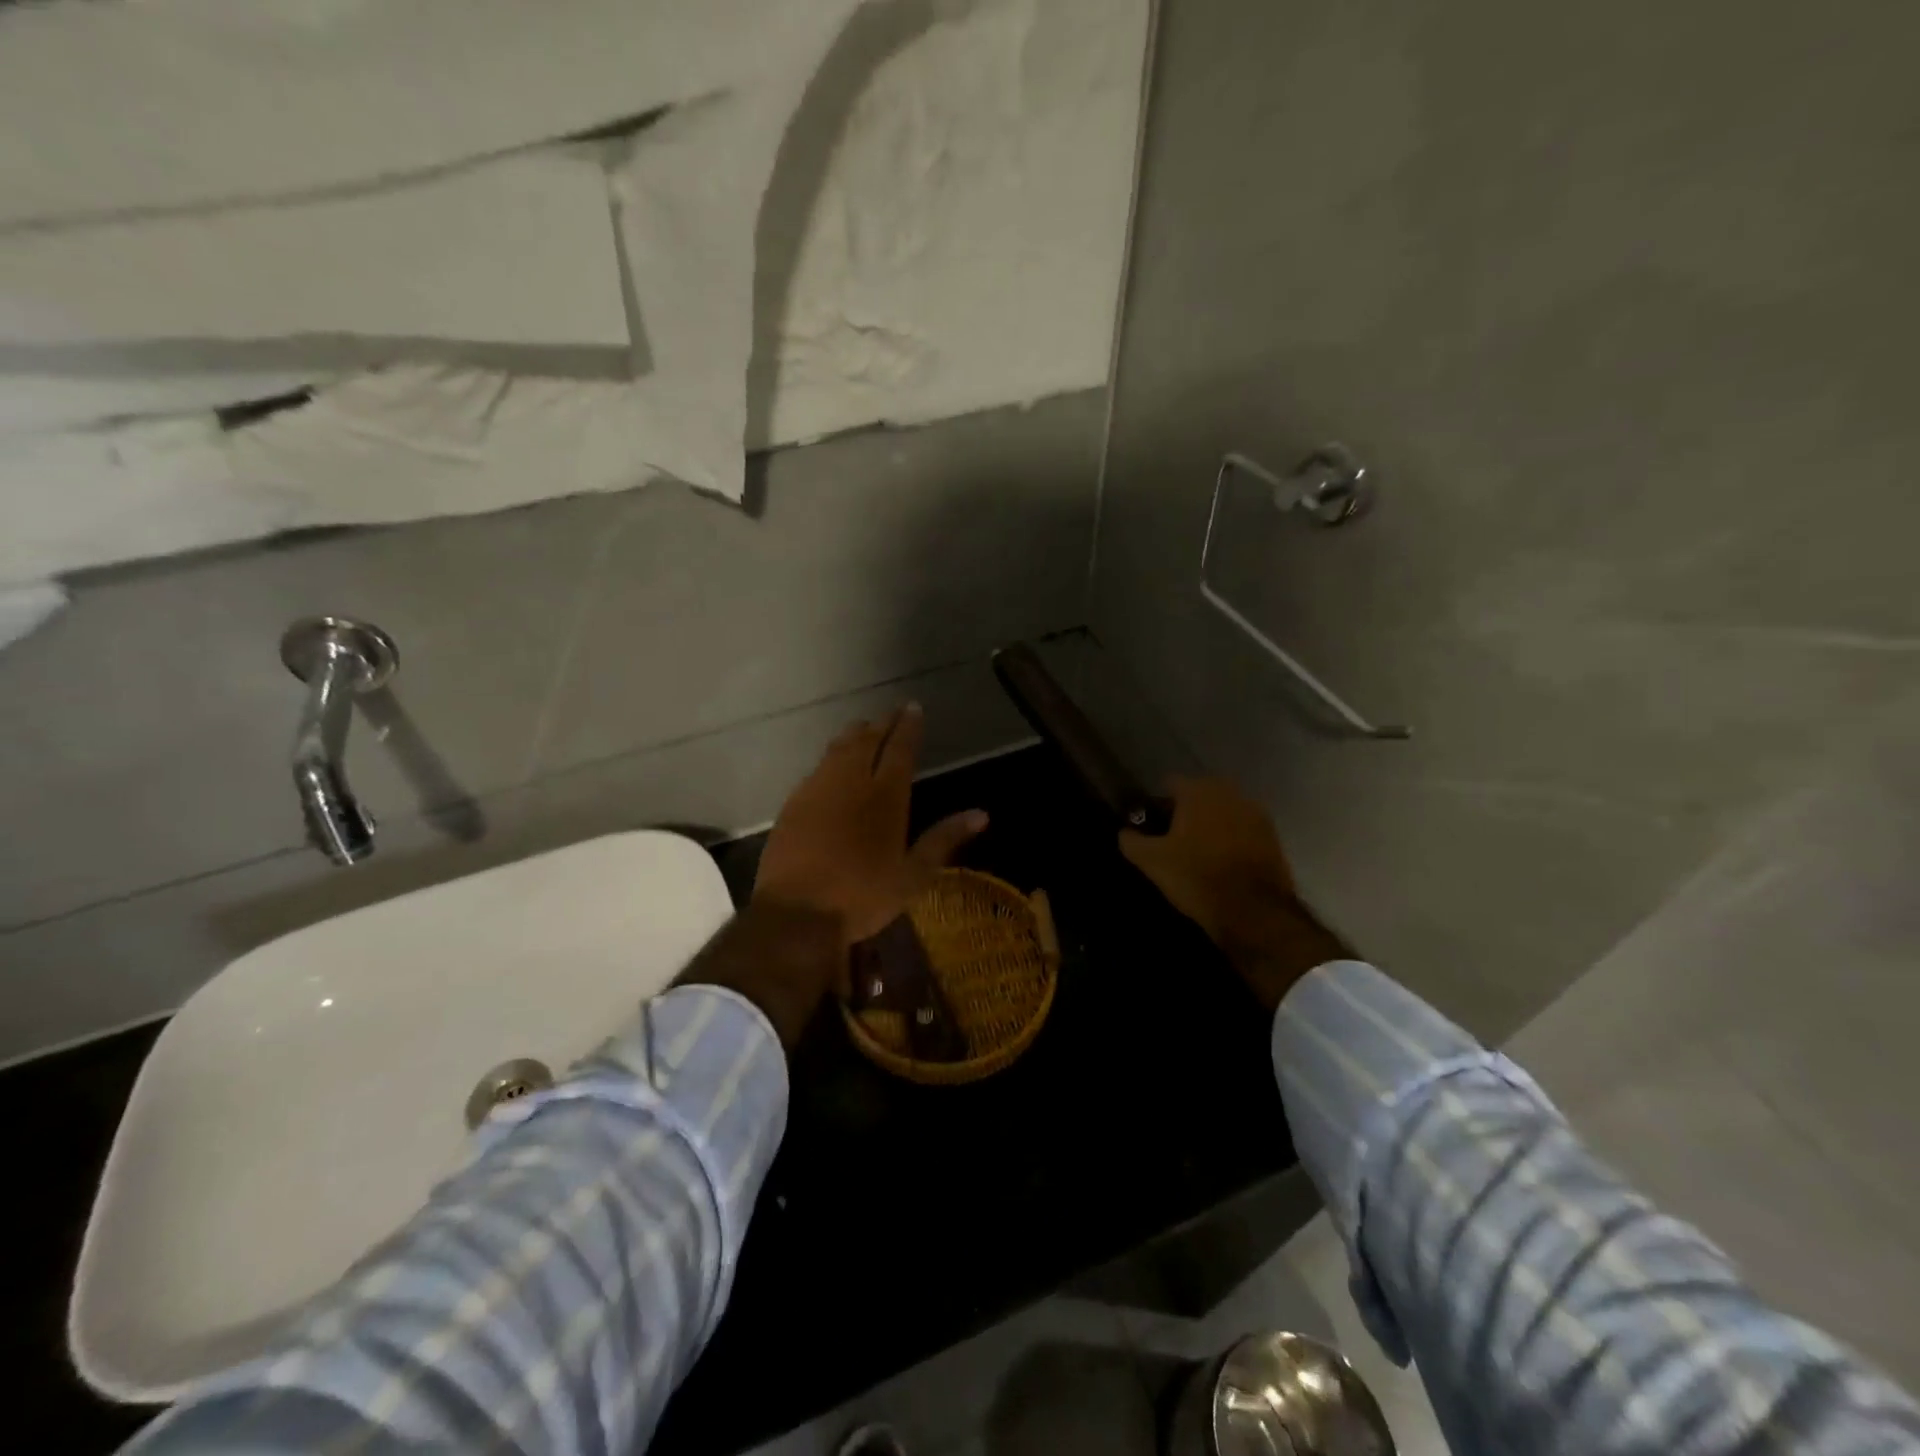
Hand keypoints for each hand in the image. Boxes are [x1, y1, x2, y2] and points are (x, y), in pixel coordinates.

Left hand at [754, 703, 988, 947]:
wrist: (796, 912)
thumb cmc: (863, 896)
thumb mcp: (913, 875)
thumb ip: (944, 839)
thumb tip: (982, 815)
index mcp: (886, 796)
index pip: (900, 747)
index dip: (908, 726)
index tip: (912, 707)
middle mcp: (852, 782)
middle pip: (867, 740)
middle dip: (882, 723)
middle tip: (892, 713)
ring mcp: (818, 789)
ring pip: (839, 748)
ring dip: (854, 734)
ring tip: (864, 728)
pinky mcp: (794, 803)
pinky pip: (818, 768)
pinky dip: (831, 757)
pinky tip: (832, 764)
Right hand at [1121, 776, 1346, 1009]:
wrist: (1253, 911)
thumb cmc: (1196, 877)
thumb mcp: (1151, 861)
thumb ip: (1132, 841)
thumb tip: (1124, 832)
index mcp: (1198, 792)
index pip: (1171, 783)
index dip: (1158, 803)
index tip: (1152, 824)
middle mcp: (1229, 793)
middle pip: (1200, 794)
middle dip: (1187, 811)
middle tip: (1174, 838)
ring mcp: (1256, 813)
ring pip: (1224, 811)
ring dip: (1212, 824)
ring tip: (1199, 851)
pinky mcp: (1273, 836)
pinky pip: (1243, 829)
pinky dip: (1232, 839)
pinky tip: (1223, 862)